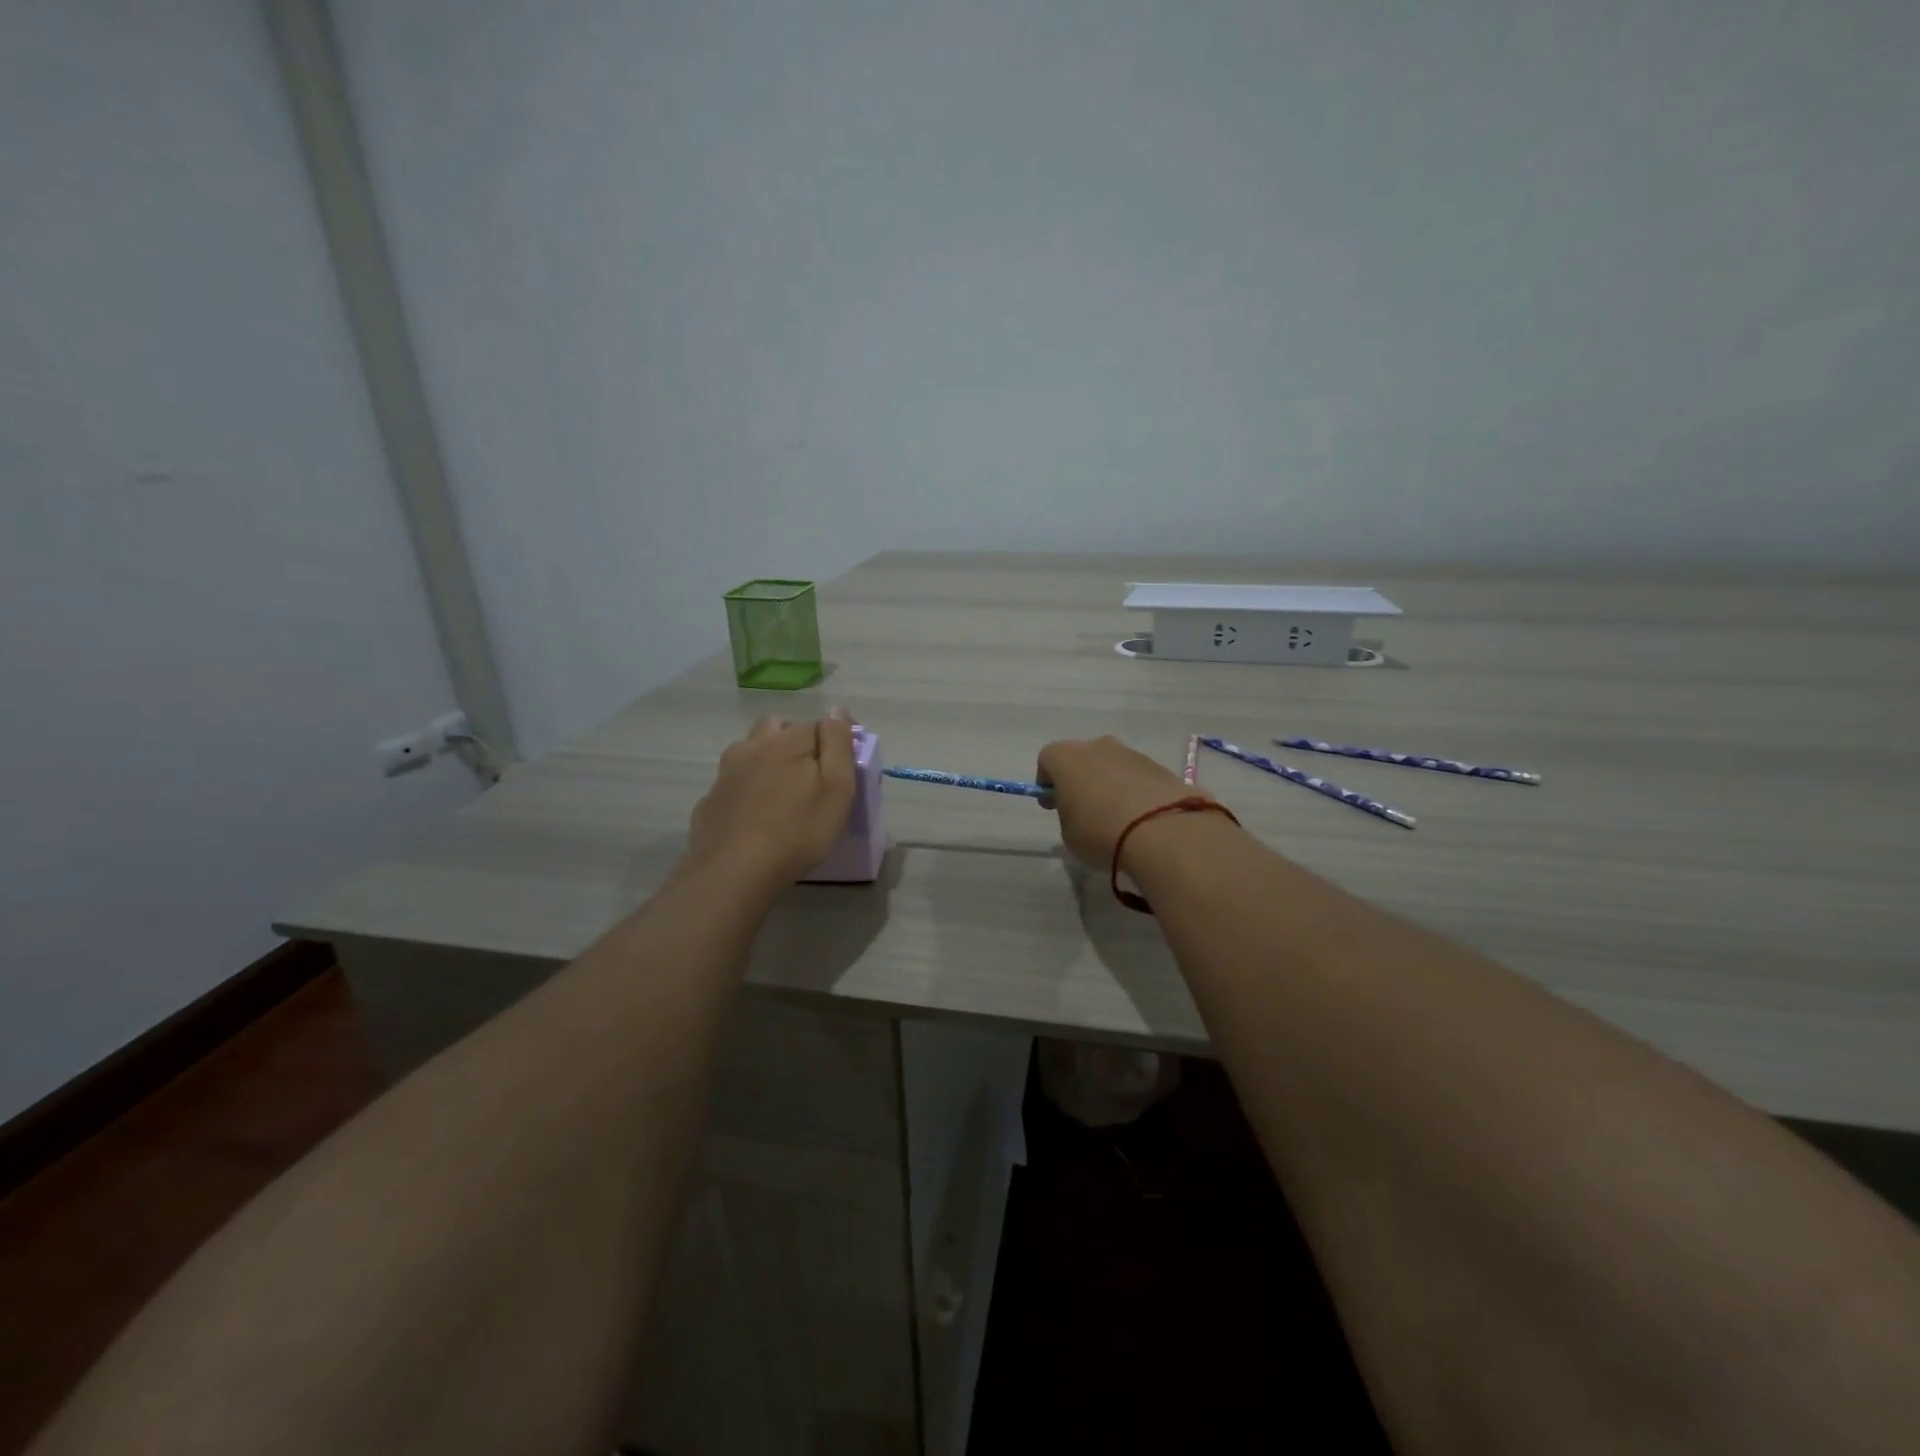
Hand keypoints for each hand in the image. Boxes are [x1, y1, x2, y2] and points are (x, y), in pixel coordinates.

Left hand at [685, 710, 857, 883]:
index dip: (834, 741)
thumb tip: (837, 710)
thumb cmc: (798, 830)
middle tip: (810, 773)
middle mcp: (753, 746)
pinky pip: (734, 781)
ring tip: (781, 791)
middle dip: (795, 740)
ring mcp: (726, 772)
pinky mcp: (710, 799)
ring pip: (750, 751)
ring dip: (767, 759)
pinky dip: (746, 787)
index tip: (843, 766)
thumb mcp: (837, 788)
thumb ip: (838, 744)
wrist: (735, 871)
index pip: (818, 724)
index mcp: (787, 741)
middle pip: (778, 728)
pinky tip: (754, 813)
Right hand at [1036, 735, 1213, 868]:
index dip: (1047, 781)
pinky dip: (1135, 792)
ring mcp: (1133, 754)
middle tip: (1084, 809)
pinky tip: (1141, 819)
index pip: (1047, 758)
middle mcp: (1099, 747)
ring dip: (1110, 784)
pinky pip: (1138, 777)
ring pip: (1112, 765)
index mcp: (1067, 758)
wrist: (1164, 832)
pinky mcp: (1161, 767)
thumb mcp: (1069, 834)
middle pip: (1082, 758)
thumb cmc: (1101, 832)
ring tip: (1117, 818)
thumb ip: (1068, 815)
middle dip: (1080, 779)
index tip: (1052, 804)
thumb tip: (1080, 809)